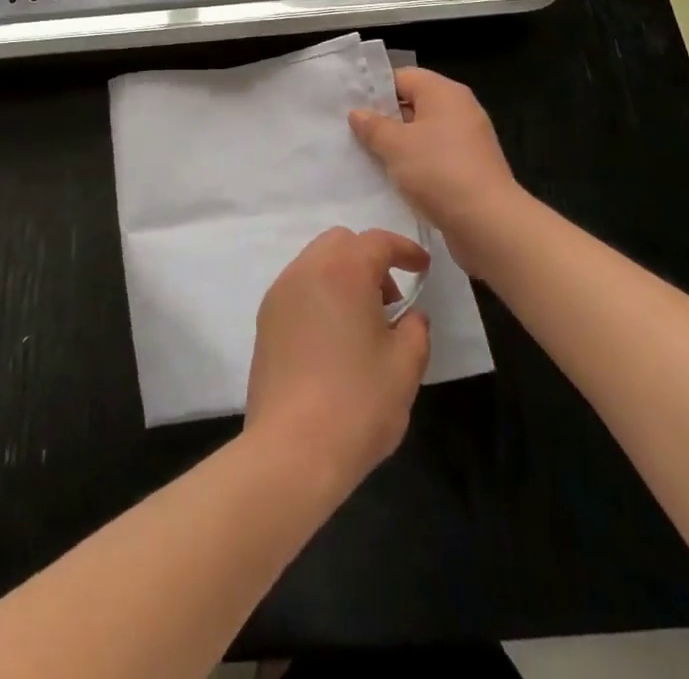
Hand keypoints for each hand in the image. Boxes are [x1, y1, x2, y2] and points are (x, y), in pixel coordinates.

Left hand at [245, 228, 431, 496]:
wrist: (292, 448)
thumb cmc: (357, 403)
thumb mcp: (405, 367)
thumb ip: (415, 329)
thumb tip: (409, 317)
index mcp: (342, 271)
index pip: (376, 241)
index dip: (404, 249)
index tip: (423, 268)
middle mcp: (305, 270)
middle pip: (340, 243)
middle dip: (369, 260)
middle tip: (391, 302)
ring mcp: (280, 293)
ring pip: (316, 262)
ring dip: (343, 277)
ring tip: (363, 324)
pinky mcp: (265, 319)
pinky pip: (298, 288)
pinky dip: (321, 294)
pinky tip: (335, 338)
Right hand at [349, 69, 517, 280]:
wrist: (487, 224)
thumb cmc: (438, 171)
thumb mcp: (395, 145)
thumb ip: (373, 126)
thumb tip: (357, 113)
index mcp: (444, 92)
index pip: (403, 77)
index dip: (375, 89)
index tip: (349, 107)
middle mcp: (459, 110)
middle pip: (413, 104)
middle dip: (383, 119)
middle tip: (352, 133)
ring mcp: (467, 141)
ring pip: (422, 134)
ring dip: (397, 145)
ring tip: (366, 157)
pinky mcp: (470, 169)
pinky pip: (434, 157)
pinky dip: (414, 164)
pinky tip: (392, 179)